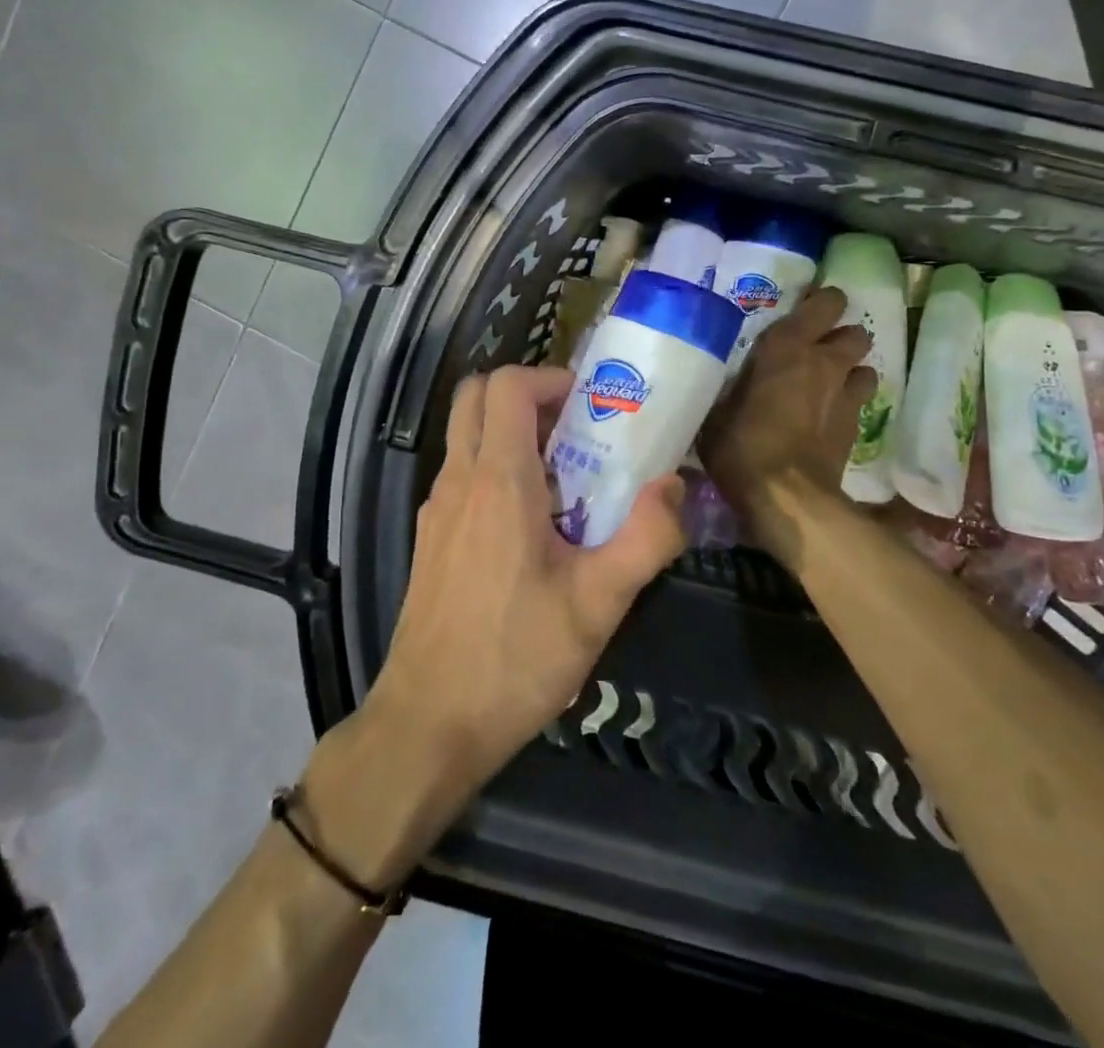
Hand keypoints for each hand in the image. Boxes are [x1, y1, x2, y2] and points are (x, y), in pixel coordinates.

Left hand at [366, 365, 685, 796]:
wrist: (428, 724)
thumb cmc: (515, 658)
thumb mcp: (598, 603)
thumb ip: (646, 538)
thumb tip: (675, 485)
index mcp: (497, 480)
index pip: (507, 385)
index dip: (550, 378)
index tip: (591, 406)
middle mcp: (458, 480)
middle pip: (476, 396)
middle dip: (528, 397)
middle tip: (577, 431)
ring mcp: (436, 509)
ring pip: (466, 435)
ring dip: (512, 434)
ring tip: (566, 480)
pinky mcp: (430, 538)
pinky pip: (462, 475)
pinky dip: (495, 470)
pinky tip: (534, 528)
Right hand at [699, 285, 874, 558]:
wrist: (785, 496)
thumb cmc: (740, 445)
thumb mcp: (717, 409)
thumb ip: (732, 386)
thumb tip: (728, 381)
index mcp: (788, 346)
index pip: (826, 303)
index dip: (822, 304)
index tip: (807, 311)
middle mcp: (824, 362)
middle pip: (855, 334)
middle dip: (841, 339)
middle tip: (817, 352)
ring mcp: (846, 396)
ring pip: (865, 368)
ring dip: (849, 373)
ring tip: (828, 386)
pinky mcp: (856, 428)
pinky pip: (858, 403)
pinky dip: (847, 405)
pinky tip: (827, 420)